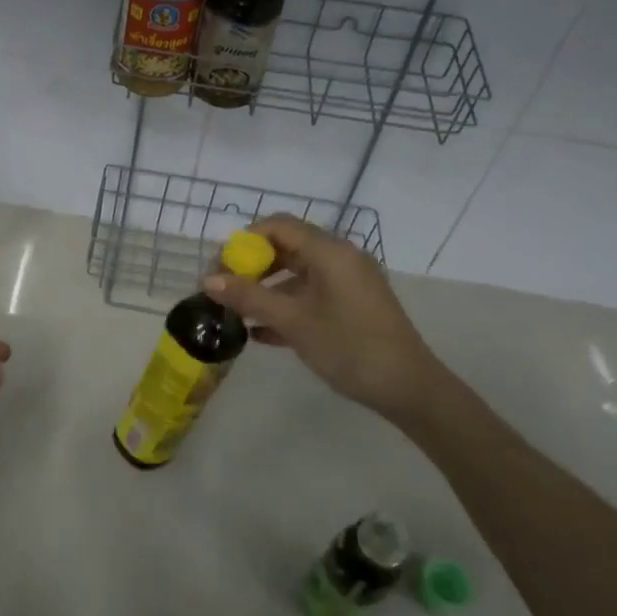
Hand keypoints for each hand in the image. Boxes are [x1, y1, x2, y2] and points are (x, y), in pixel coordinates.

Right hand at [205, 215, 452, 423]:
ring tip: (236, 314)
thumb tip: (207, 280)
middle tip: (223, 291)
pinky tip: (260, 334)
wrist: (409, 389)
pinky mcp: (351, 305)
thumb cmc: (350, 347)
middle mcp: (339, 258)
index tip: (220, 268)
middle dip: (251, 267)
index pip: (278, 226)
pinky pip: (310, 295)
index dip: (244, 241)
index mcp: (329, 252)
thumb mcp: (294, 322)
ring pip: (296, 274)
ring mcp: (347, 282)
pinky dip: (285, 306)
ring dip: (265, 290)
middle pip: (286, 247)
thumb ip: (250, 297)